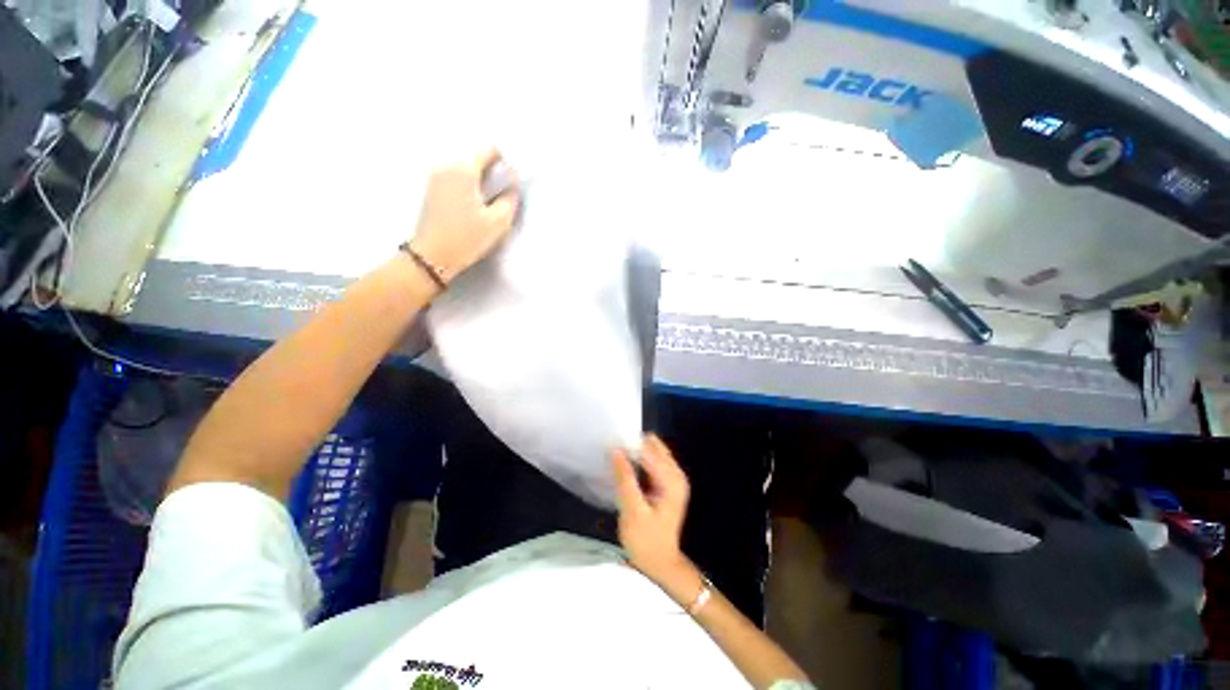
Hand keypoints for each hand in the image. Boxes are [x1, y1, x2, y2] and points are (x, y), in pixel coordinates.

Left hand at [409, 148, 520, 283]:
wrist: (432, 257)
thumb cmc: (467, 238)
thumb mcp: (498, 222)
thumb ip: (510, 199)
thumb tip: (512, 186)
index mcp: (464, 169)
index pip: (489, 150)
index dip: (506, 161)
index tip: (514, 177)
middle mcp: (446, 166)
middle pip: (476, 158)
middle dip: (493, 171)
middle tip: (505, 191)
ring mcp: (436, 177)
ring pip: (465, 169)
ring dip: (480, 180)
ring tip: (491, 200)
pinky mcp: (431, 190)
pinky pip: (455, 179)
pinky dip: (468, 186)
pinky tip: (475, 205)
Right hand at [611, 435, 693, 587]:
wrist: (659, 564)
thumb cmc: (646, 541)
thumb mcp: (632, 511)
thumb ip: (625, 479)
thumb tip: (616, 450)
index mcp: (672, 481)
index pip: (650, 451)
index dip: (630, 444)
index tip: (610, 441)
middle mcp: (676, 474)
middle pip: (654, 447)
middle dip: (634, 446)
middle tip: (613, 451)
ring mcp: (673, 478)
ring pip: (653, 452)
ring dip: (635, 452)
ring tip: (616, 457)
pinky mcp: (666, 482)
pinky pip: (652, 462)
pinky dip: (639, 460)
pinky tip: (625, 466)